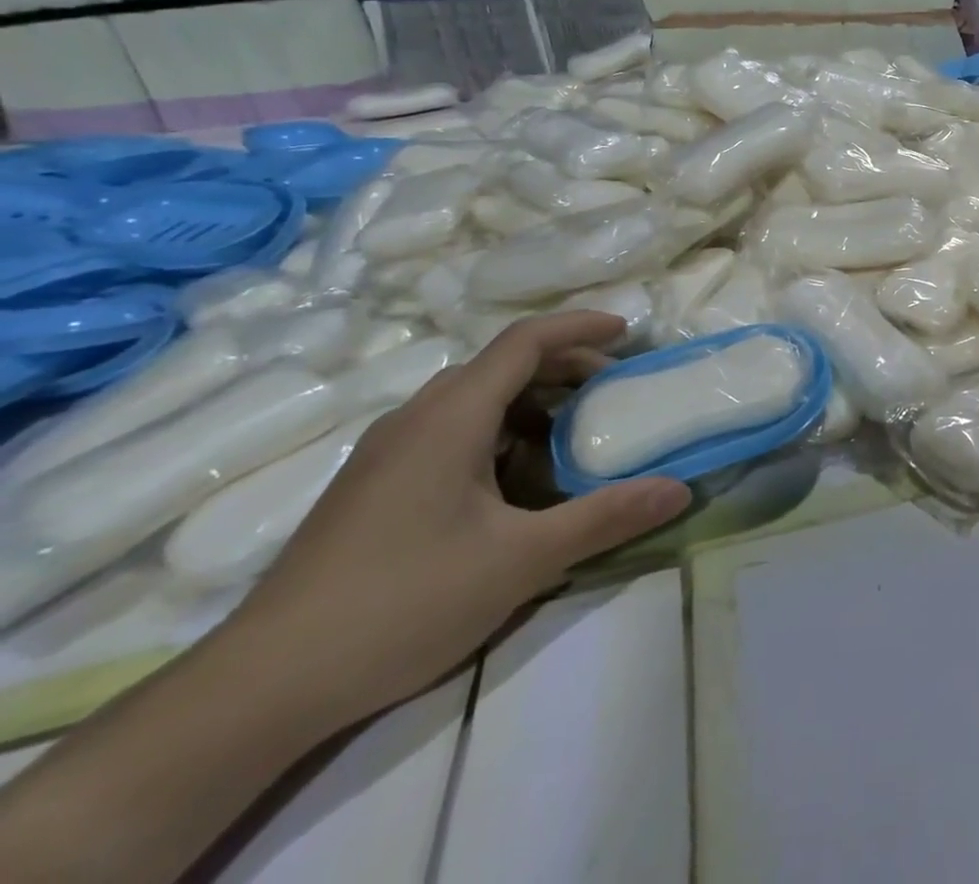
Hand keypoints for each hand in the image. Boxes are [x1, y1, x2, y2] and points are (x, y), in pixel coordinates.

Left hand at [227, 311, 691, 728]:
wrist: (260, 688)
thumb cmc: (403, 602)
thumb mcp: (522, 560)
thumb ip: (606, 517)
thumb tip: (681, 489)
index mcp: (450, 416)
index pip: (524, 341)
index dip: (580, 327)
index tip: (628, 333)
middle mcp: (416, 419)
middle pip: (500, 365)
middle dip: (563, 368)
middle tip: (611, 391)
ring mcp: (386, 453)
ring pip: (472, 400)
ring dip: (531, 403)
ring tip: (572, 439)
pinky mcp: (372, 487)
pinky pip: (449, 432)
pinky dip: (498, 434)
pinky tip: (515, 485)